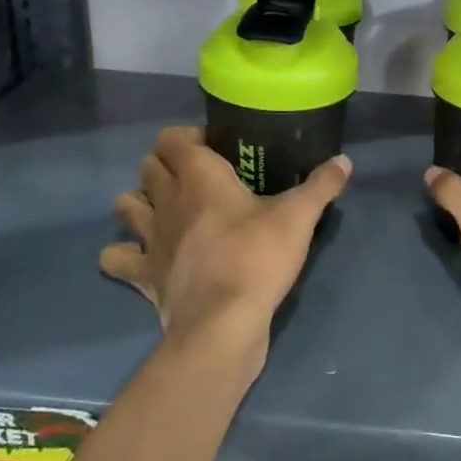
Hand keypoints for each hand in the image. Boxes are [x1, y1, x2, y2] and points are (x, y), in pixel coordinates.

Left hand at [100, 126, 351, 372]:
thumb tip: (344, 160)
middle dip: (166, 165)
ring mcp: (149, 238)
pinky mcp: (142, 274)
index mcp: (199, 177)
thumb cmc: (258, 258)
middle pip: (148, 166)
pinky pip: (115, 258)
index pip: (173, 138)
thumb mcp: (298, 218)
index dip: (189, 137)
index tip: (216, 148)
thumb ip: (321, 185)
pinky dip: (122, 254)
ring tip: (165, 211)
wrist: (224, 323)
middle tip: (197, 178)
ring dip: (138, 203)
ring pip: (124, 205)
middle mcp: (166, 200)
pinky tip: (142, 256)